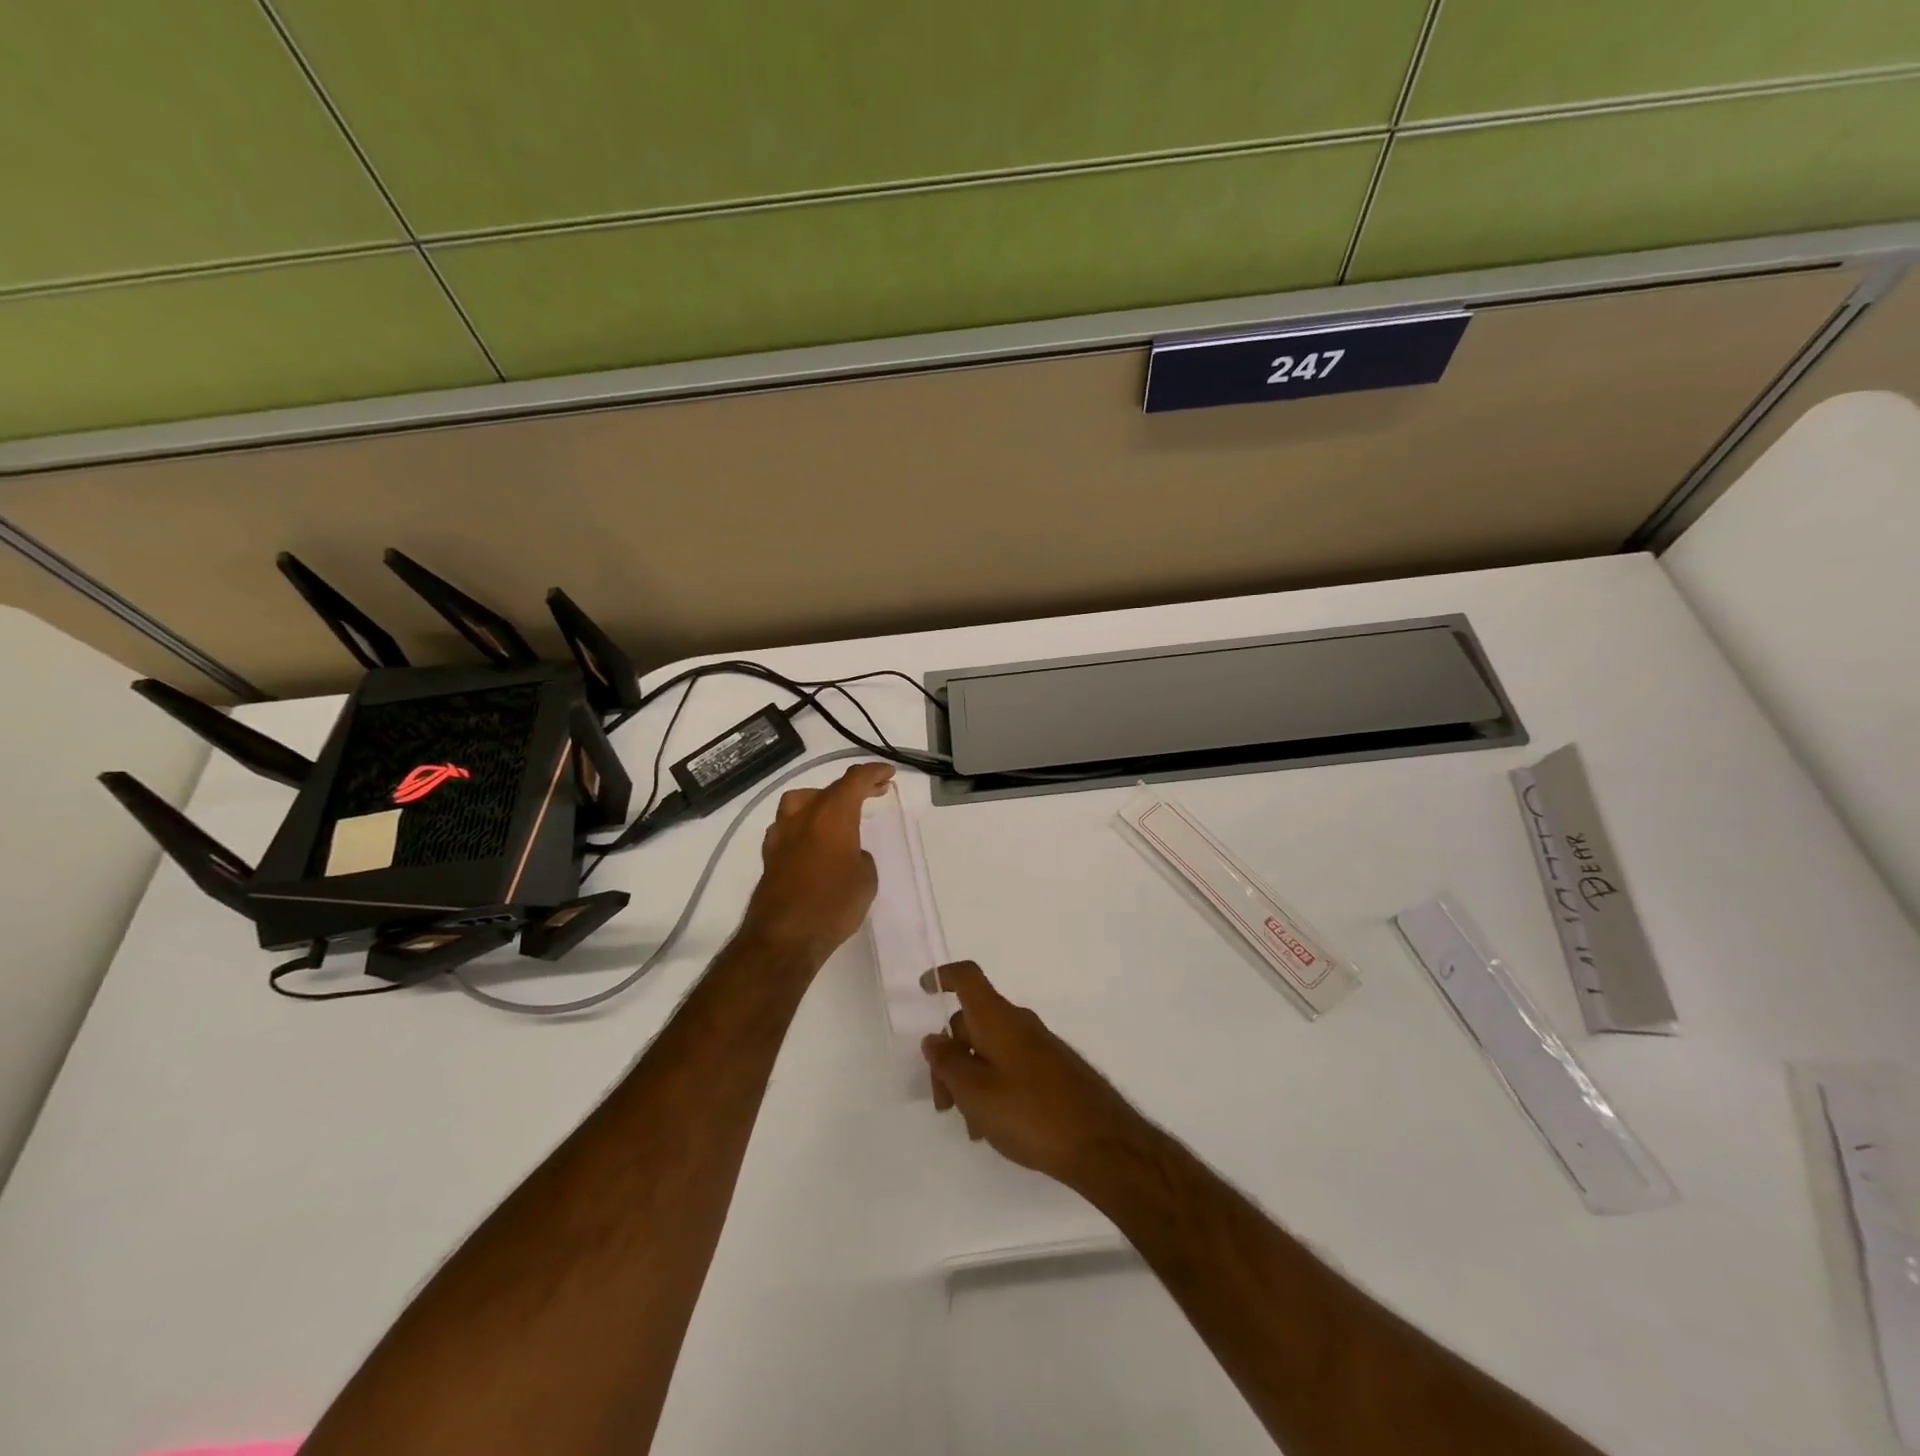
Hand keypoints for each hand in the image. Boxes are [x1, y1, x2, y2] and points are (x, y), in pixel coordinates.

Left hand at [739, 762, 893, 963]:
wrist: (785, 937)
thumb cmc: (833, 904)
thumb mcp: (866, 879)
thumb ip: (860, 857)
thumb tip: (850, 854)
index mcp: (832, 814)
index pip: (854, 780)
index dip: (873, 773)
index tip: (888, 774)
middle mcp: (804, 816)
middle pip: (828, 789)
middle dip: (853, 787)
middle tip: (873, 792)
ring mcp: (781, 835)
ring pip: (799, 801)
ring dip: (820, 800)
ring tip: (835, 812)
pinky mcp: (769, 856)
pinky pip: (787, 826)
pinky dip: (803, 824)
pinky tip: (810, 840)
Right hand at [921, 961, 1146, 1191]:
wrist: (1101, 1143)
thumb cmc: (1030, 1113)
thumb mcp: (976, 1092)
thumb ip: (949, 1063)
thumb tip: (934, 1039)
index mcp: (998, 1018)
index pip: (968, 977)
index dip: (943, 977)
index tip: (924, 990)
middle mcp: (1019, 1023)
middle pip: (972, 1021)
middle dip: (949, 1056)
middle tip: (943, 1103)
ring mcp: (1039, 1046)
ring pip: (990, 1049)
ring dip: (970, 1079)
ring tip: (971, 1126)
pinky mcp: (1052, 1070)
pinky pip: (1010, 1066)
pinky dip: (992, 1088)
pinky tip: (994, 1127)